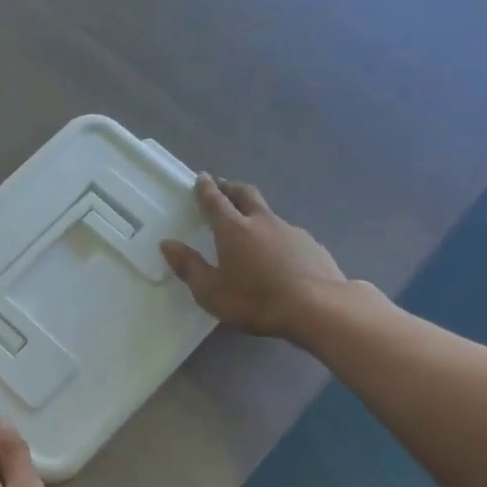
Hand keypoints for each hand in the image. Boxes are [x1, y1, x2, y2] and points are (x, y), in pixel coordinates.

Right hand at [160, 175, 347, 340]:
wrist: (318, 308)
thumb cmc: (256, 300)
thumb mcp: (211, 291)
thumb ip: (188, 266)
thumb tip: (167, 244)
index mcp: (233, 229)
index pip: (215, 201)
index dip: (206, 189)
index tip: (202, 178)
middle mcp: (262, 222)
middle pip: (245, 194)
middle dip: (231, 188)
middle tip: (222, 186)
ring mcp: (291, 230)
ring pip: (268, 213)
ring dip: (255, 212)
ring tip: (250, 224)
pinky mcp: (312, 245)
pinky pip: (288, 233)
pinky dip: (276, 235)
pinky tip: (278, 253)